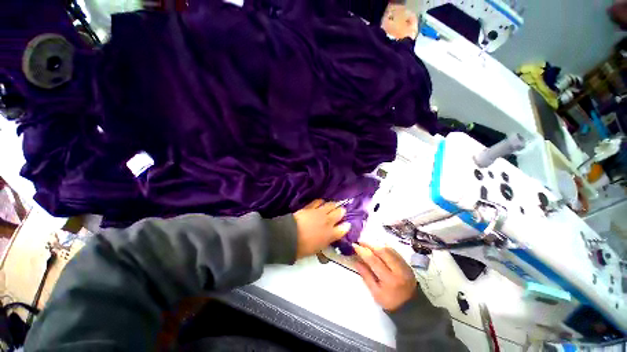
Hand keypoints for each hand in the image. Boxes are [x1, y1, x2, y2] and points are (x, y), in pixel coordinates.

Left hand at [293, 200, 350, 258]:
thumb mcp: (317, 249)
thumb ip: (326, 241)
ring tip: (335, 204)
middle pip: (339, 213)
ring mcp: (319, 212)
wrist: (290, 236)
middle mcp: (328, 221)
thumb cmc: (303, 247)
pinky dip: (321, 202)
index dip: (346, 226)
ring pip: (331, 205)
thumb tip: (330, 237)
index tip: (347, 224)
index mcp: (330, 234)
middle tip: (342, 211)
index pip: (343, 229)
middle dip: (342, 211)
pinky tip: (322, 202)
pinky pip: (319, 201)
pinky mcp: (311, 207)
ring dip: (334, 204)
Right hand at [353, 243, 415, 310]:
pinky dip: (384, 247)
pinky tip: (378, 247)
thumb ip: (366, 276)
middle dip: (370, 245)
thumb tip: (356, 261)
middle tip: (360, 242)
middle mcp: (398, 269)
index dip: (363, 251)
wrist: (411, 306)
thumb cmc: (390, 301)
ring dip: (376, 244)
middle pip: (382, 251)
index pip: (373, 260)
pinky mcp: (406, 263)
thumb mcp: (375, 292)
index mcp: (389, 279)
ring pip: (389, 249)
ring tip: (367, 244)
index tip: (354, 246)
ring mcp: (404, 265)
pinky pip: (394, 251)